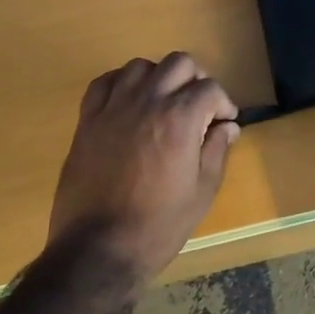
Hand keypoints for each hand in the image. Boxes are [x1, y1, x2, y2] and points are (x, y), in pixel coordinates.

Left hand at [49, 52, 239, 280]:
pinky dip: (122, 83)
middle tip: (199, 106)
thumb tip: (227, 127)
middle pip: (178, 64)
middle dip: (196, 80)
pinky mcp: (87, 120)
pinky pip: (105, 82)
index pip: (210, 89)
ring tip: (164, 102)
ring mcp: (113, 108)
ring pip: (141, 66)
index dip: (223, 104)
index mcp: (180, 119)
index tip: (224, 123)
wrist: (97, 249)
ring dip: (159, 78)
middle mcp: (148, 102)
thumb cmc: (158, 226)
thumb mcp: (201, 192)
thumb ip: (217, 151)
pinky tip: (130, 102)